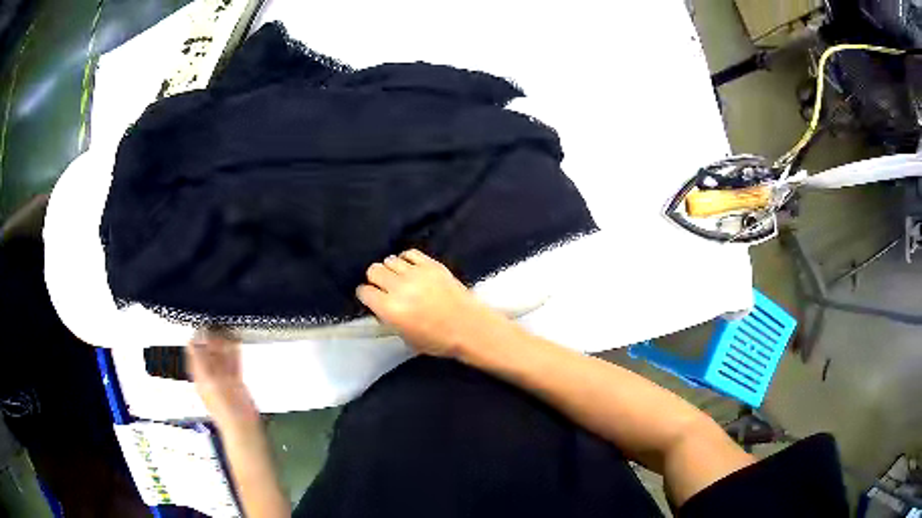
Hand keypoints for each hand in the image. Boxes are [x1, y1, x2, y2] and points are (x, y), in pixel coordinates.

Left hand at [186, 329, 256, 421]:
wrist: (242, 425)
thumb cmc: (224, 407)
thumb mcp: (208, 381)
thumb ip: (200, 361)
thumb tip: (191, 341)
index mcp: (199, 375)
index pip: (194, 352)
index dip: (197, 337)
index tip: (202, 323)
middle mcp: (210, 375)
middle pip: (208, 352)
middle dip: (212, 338)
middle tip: (217, 322)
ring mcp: (223, 378)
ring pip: (222, 356)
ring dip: (224, 343)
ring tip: (226, 327)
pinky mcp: (235, 381)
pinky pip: (233, 363)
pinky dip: (234, 352)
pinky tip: (236, 341)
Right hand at [356, 249, 511, 358]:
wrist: (469, 327)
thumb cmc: (437, 340)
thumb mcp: (405, 337)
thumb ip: (389, 318)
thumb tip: (381, 306)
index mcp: (390, 309)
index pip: (364, 291)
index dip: (366, 295)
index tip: (371, 298)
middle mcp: (399, 287)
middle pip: (373, 270)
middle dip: (375, 279)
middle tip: (384, 287)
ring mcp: (416, 273)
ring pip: (389, 260)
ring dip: (390, 269)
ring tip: (399, 278)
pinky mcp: (431, 264)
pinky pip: (409, 253)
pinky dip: (406, 260)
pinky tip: (410, 269)